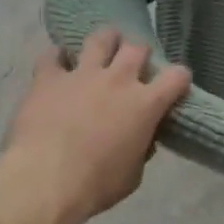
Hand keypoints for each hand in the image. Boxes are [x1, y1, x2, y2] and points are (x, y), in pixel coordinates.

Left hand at [1, 30, 190, 223]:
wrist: (44, 181)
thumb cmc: (96, 184)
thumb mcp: (133, 175)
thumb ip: (141, 149)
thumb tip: (141, 140)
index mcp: (145, 104)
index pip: (177, 76)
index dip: (179, 78)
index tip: (175, 85)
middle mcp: (118, 79)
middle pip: (137, 48)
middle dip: (139, 54)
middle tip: (133, 66)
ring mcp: (82, 74)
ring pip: (100, 39)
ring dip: (105, 41)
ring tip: (102, 48)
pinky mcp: (49, 78)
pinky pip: (52, 55)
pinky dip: (56, 57)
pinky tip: (57, 63)